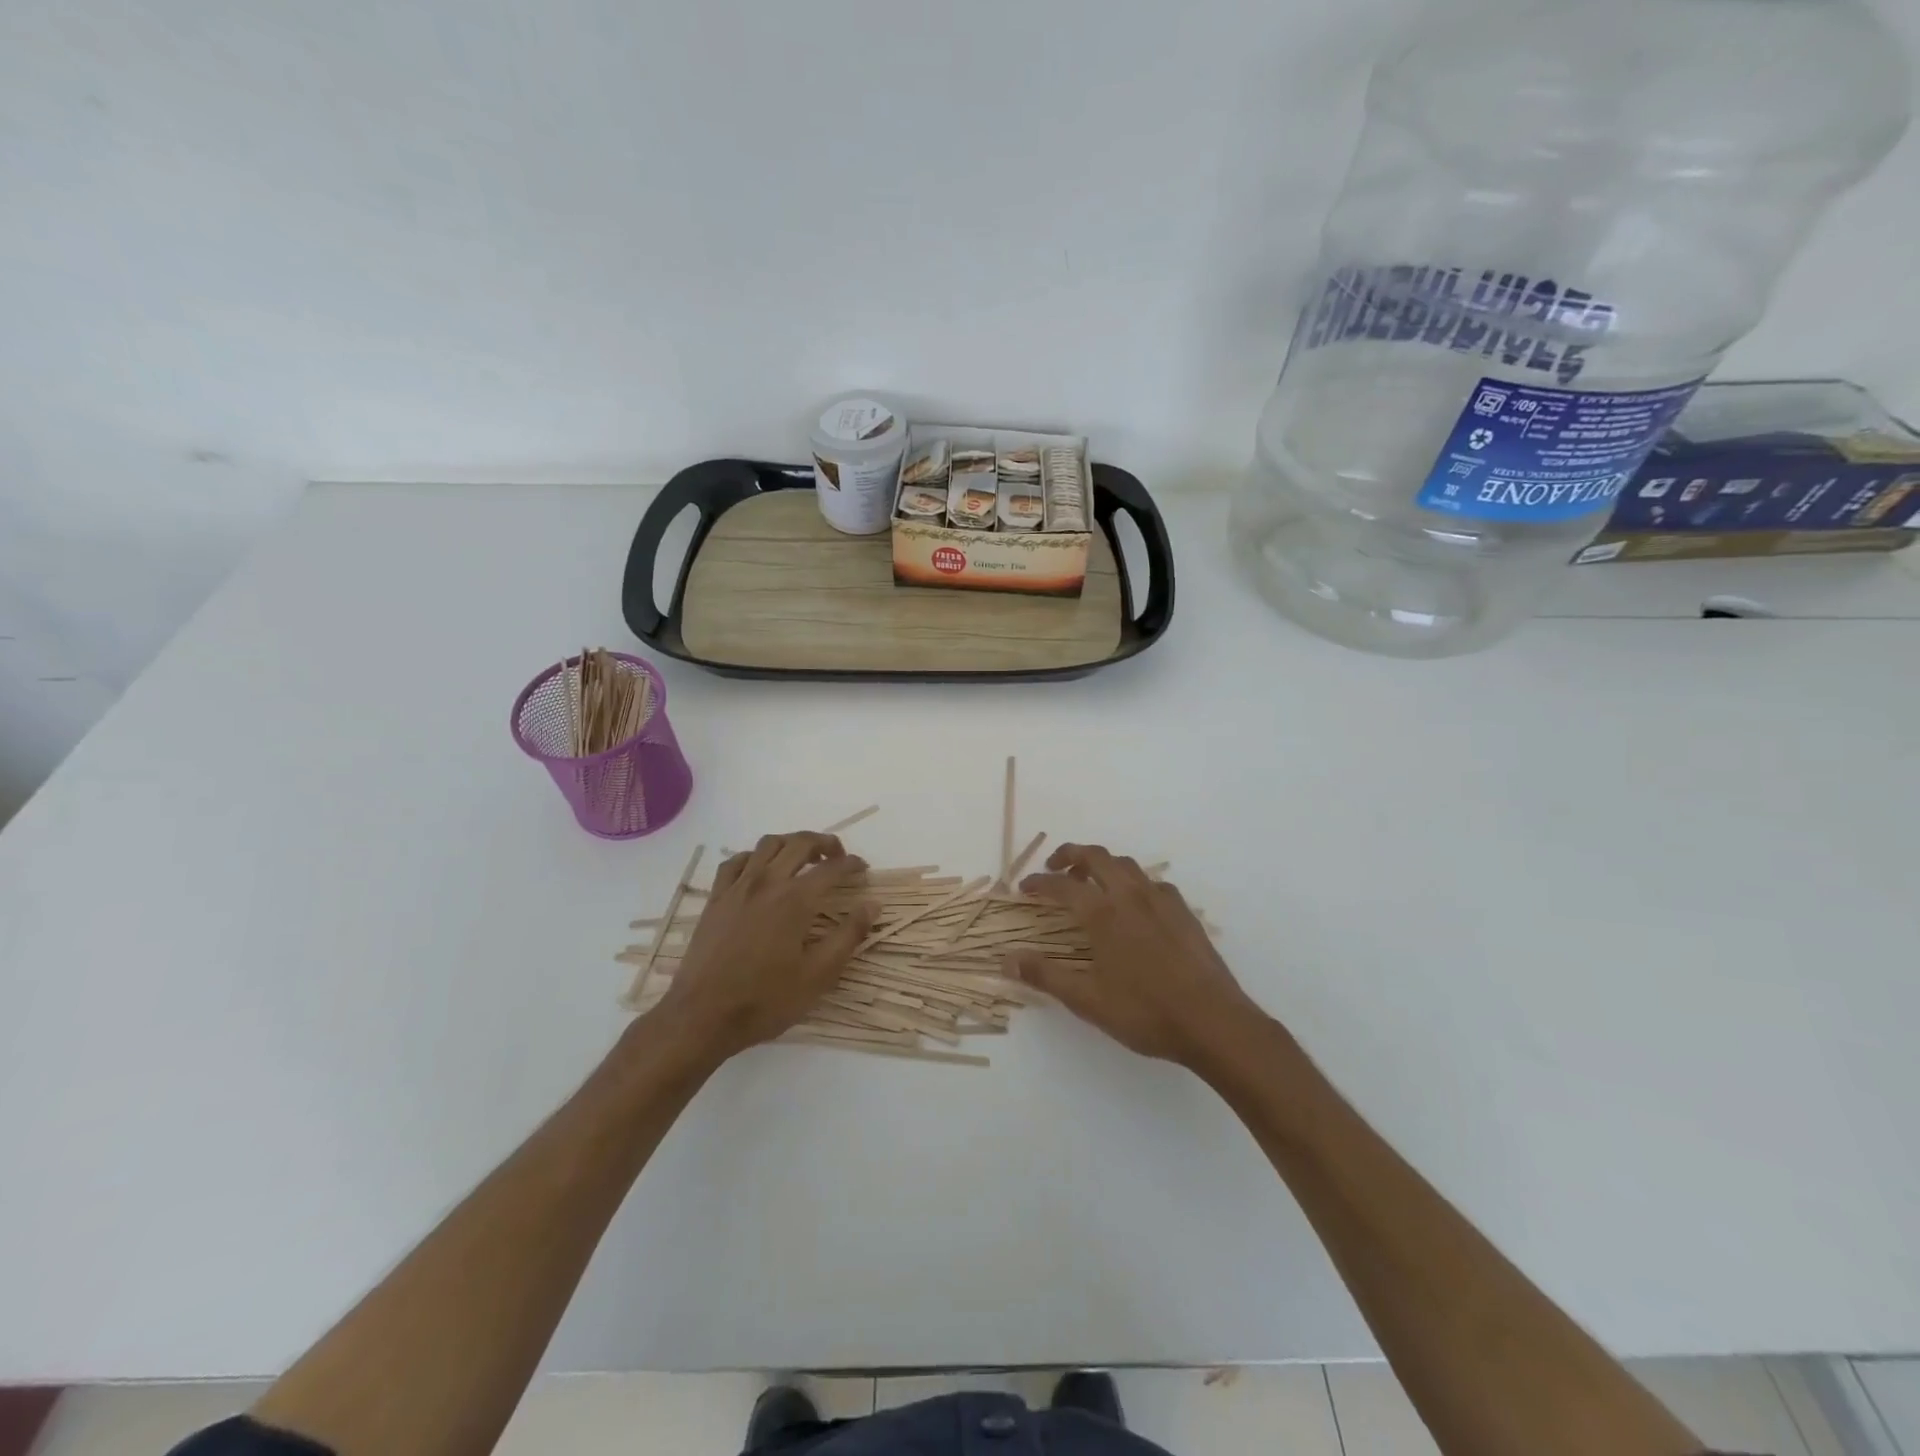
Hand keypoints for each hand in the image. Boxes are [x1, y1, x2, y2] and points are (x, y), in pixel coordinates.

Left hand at [650, 832, 872, 1061]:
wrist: (702, 1016)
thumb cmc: (765, 999)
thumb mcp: (818, 975)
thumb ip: (849, 935)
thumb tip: (872, 904)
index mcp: (795, 900)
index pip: (831, 868)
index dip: (851, 864)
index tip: (863, 870)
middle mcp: (767, 882)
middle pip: (800, 843)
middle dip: (825, 842)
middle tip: (838, 856)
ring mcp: (738, 887)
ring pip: (768, 844)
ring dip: (791, 843)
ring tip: (803, 858)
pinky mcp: (716, 898)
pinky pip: (736, 861)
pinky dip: (755, 856)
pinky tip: (760, 870)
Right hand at [1012, 843, 1259, 1069]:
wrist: (1213, 1021)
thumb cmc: (1146, 1012)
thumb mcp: (1088, 1000)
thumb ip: (1046, 976)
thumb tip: (1006, 961)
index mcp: (1104, 914)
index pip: (1062, 885)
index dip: (1039, 882)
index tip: (1024, 887)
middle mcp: (1131, 896)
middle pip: (1096, 857)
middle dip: (1070, 854)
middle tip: (1054, 866)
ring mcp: (1161, 900)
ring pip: (1126, 864)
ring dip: (1102, 864)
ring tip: (1090, 881)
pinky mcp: (1184, 911)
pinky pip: (1151, 882)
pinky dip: (1132, 882)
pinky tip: (1133, 904)